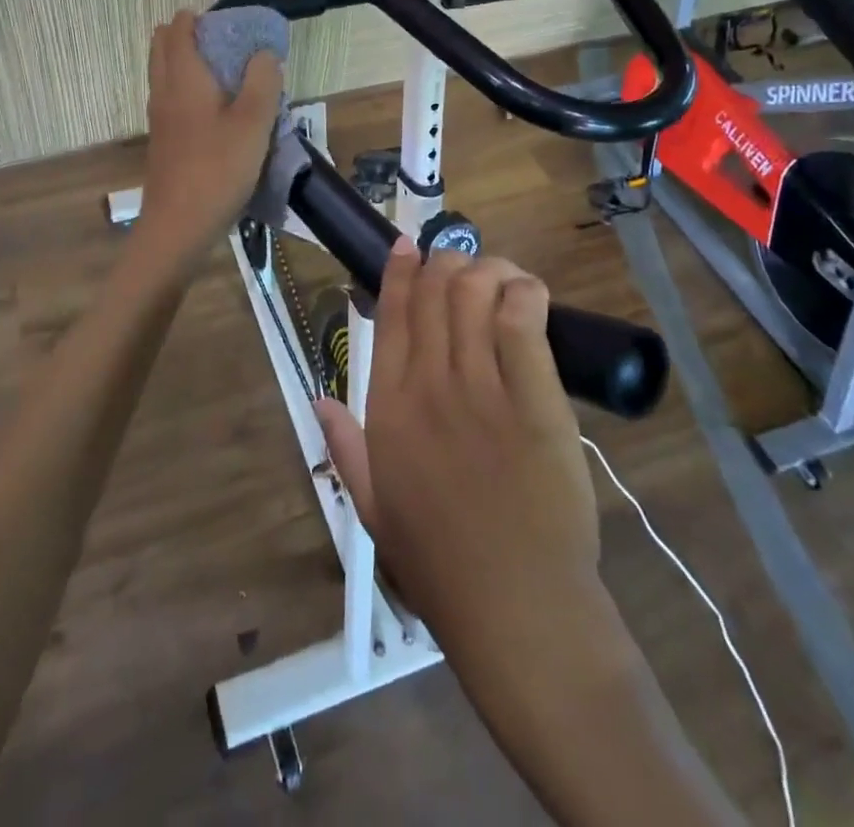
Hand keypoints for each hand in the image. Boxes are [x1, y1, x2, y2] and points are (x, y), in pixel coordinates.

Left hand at [138, 10, 282, 260]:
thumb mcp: (253, 123)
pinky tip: (219, 113)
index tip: (232, 27)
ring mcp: (159, 118)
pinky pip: (171, 99)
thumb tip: (264, 54)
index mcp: (183, 77)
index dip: (201, 18)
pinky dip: (189, 90)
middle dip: (191, 36)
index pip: (179, 27)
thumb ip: (262, 82)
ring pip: (166, 74)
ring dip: (189, 64)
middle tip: (229, 48)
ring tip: (229, 77)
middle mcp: (164, 90)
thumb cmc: (218, 170)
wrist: (178, 226)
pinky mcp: (163, 141)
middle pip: (164, 46)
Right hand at [315, 241, 601, 650]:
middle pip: (435, 293)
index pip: (391, 316)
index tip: (408, 246)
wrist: (516, 607)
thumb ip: (344, 448)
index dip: (399, 272)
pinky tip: (525, 293)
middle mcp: (429, 384)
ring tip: (496, 276)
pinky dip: (524, 293)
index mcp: (388, 407)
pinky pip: (523, 321)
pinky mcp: (536, 398)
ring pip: (475, 295)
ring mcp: (482, 387)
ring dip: (486, 271)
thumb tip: (318, 400)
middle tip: (460, 263)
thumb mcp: (373, 507)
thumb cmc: (441, 562)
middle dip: (446, 262)